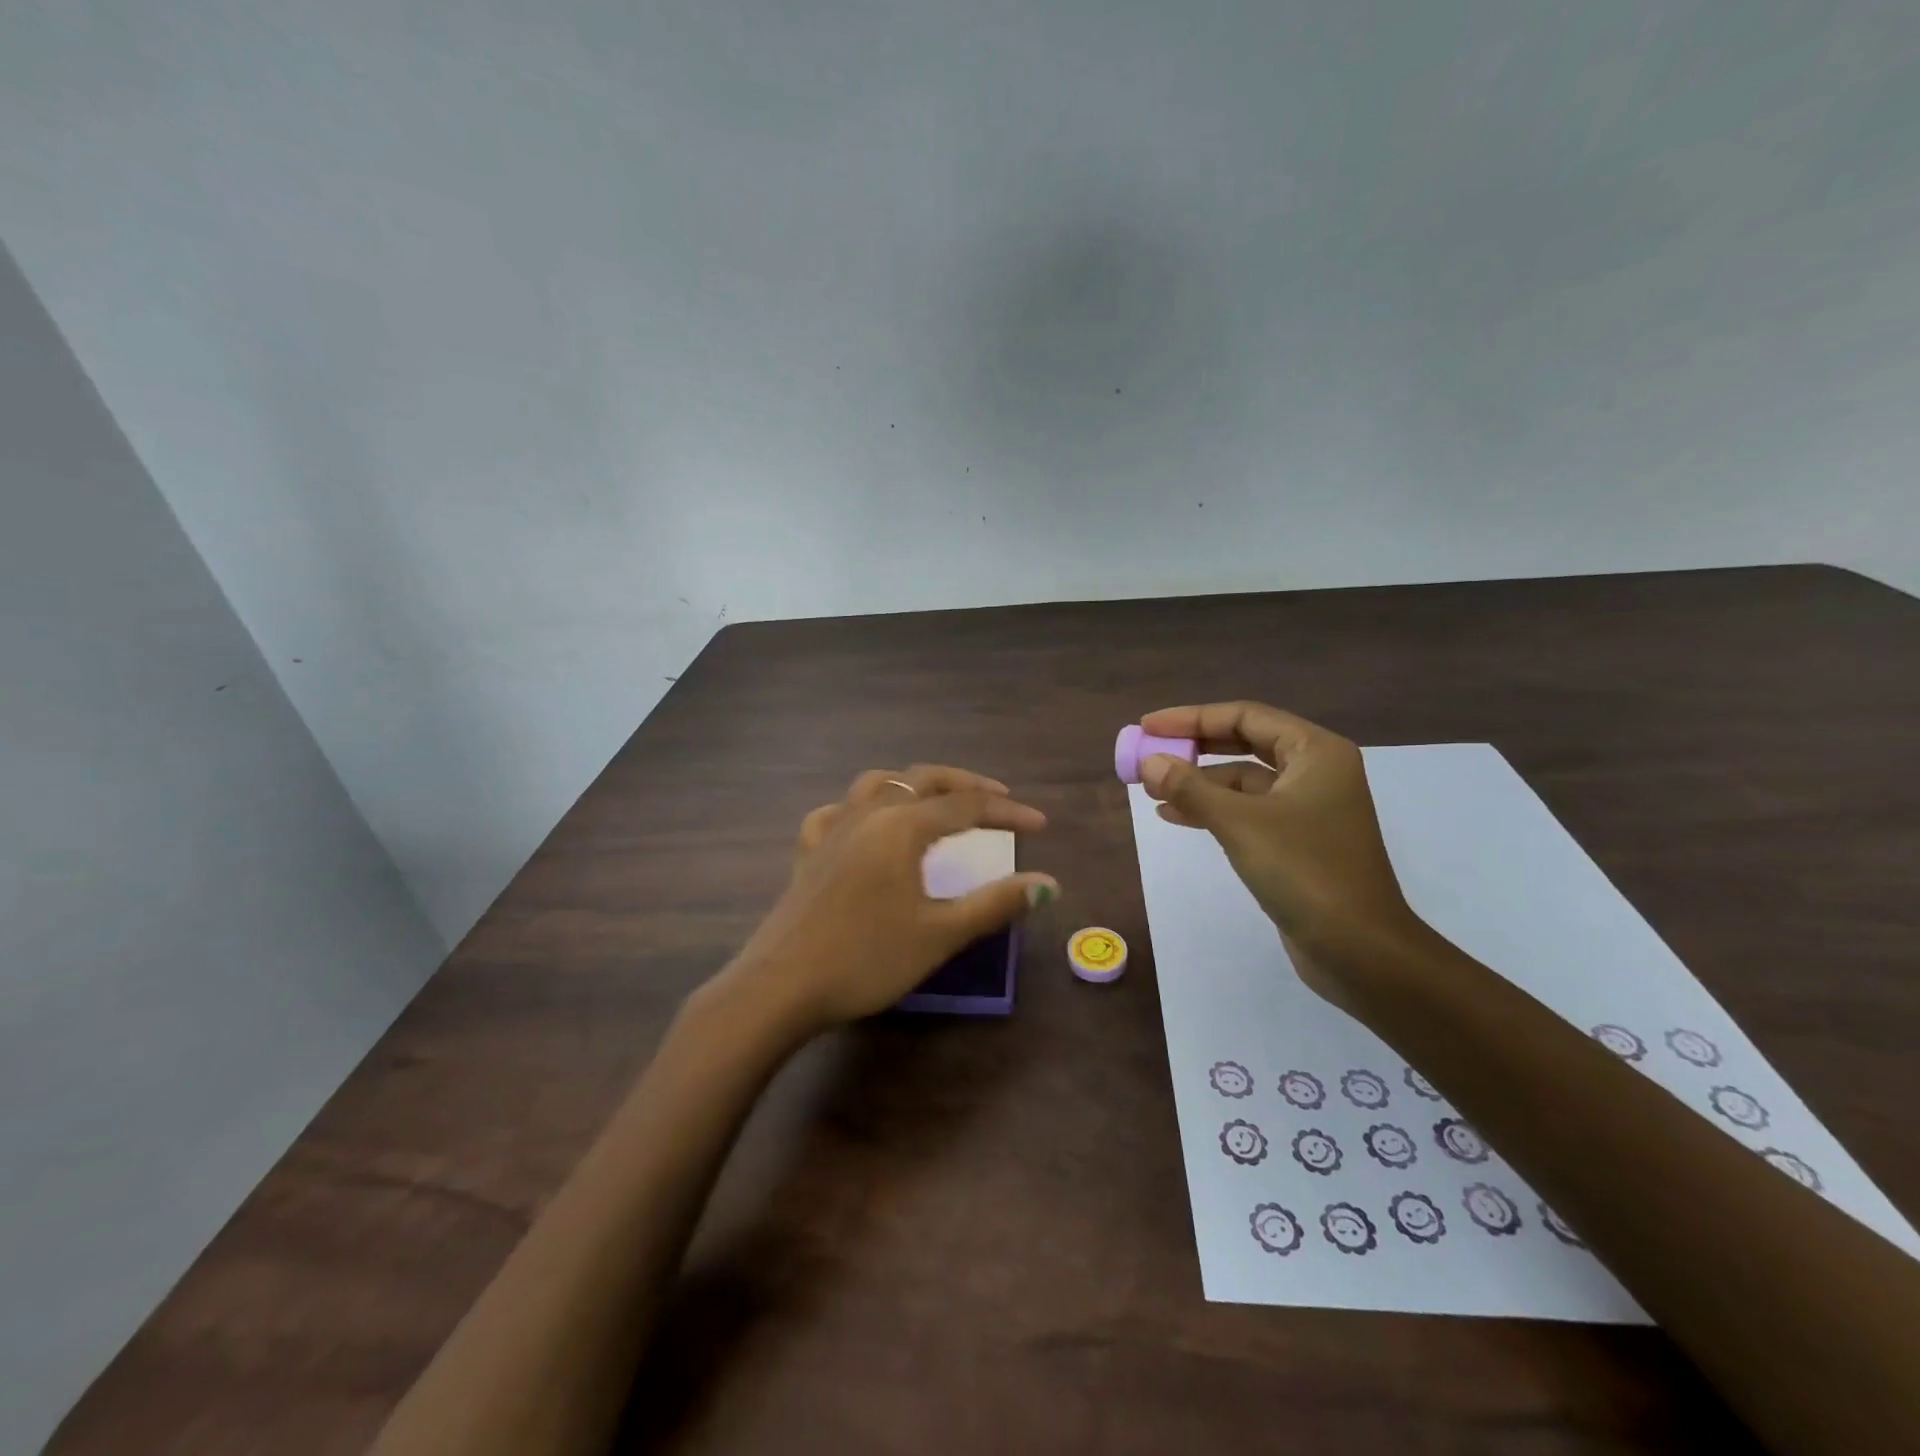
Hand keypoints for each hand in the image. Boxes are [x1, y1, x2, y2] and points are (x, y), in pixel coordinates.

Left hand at [720, 765, 1057, 1033]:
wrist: (781, 987)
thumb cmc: (866, 960)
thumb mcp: (939, 934)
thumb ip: (995, 904)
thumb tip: (1048, 884)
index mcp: (902, 827)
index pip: (966, 807)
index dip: (1007, 813)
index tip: (1040, 825)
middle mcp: (868, 814)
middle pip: (923, 780)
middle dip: (965, 784)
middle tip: (998, 798)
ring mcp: (833, 829)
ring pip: (878, 784)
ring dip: (914, 784)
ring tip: (936, 798)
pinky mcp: (809, 851)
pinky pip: (837, 812)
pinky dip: (861, 807)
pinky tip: (864, 823)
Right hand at [1136, 702, 1424, 1001]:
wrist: (1361, 951)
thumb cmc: (1306, 873)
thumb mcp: (1240, 824)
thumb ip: (1191, 788)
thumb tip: (1149, 762)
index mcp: (1315, 752)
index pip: (1245, 716)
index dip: (1192, 718)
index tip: (1149, 725)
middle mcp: (1315, 771)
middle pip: (1244, 743)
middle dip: (1194, 747)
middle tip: (1149, 751)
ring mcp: (1308, 808)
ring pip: (1243, 780)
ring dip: (1198, 781)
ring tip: (1151, 788)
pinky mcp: (1297, 841)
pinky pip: (1246, 810)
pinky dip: (1212, 809)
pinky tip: (1174, 816)